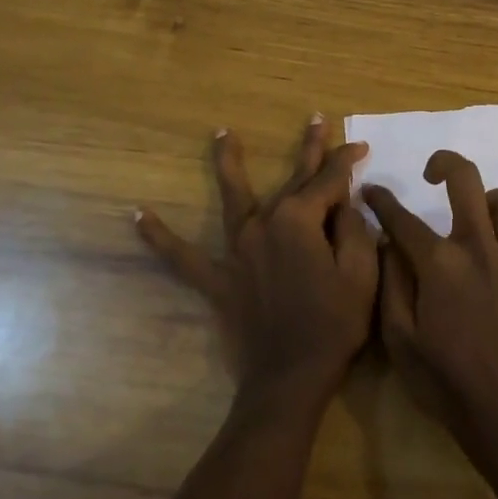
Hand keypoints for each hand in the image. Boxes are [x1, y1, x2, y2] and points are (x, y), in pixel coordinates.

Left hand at [137, 117, 377, 413]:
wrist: (289, 379)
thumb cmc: (334, 326)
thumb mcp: (361, 275)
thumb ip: (355, 230)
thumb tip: (346, 204)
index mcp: (299, 221)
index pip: (329, 180)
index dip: (346, 162)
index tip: (360, 148)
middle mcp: (263, 224)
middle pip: (291, 180)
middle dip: (308, 149)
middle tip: (314, 119)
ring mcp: (236, 250)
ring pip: (233, 197)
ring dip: (229, 164)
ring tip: (222, 134)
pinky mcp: (217, 278)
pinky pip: (182, 255)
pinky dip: (160, 237)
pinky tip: (136, 215)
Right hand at [364, 151, 497, 445]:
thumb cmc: (441, 379)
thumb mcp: (397, 337)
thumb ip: (390, 283)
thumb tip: (387, 244)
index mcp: (440, 263)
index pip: (402, 218)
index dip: (382, 200)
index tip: (370, 191)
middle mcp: (480, 250)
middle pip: (468, 183)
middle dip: (446, 164)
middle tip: (432, 175)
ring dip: (495, 202)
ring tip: (480, 218)